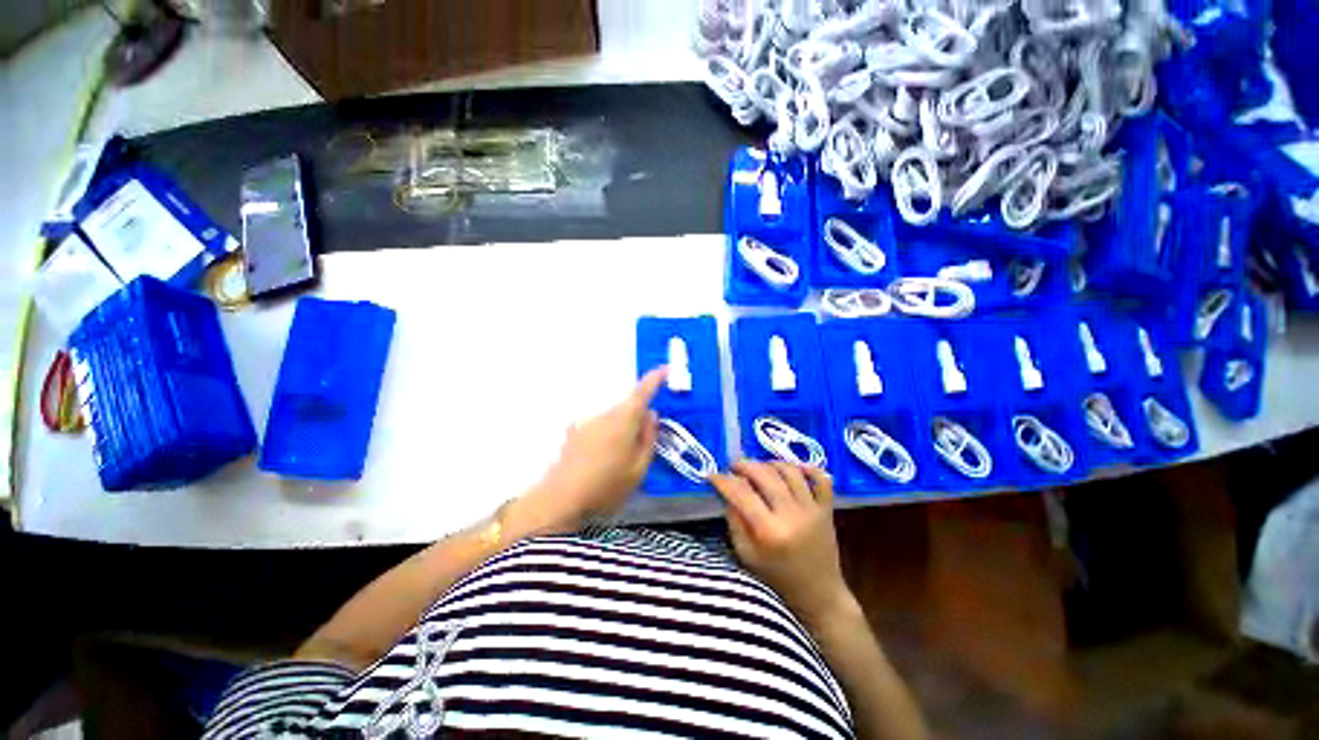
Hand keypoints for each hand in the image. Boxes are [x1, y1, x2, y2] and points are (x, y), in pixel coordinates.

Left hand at [513, 368, 666, 534]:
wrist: (560, 500)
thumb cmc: (606, 486)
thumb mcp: (639, 469)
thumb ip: (648, 438)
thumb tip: (651, 414)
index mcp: (624, 421)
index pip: (642, 392)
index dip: (654, 378)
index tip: (665, 369)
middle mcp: (605, 415)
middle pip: (627, 407)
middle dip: (638, 418)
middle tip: (642, 443)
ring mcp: (587, 422)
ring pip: (613, 418)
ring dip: (621, 429)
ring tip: (618, 460)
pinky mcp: (574, 432)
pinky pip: (599, 427)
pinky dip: (606, 436)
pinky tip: (600, 460)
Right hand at [713, 461, 851, 623]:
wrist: (818, 595)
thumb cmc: (776, 579)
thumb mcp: (746, 555)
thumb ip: (735, 522)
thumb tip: (728, 492)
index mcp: (768, 531)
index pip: (741, 493)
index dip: (723, 480)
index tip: (712, 476)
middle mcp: (791, 515)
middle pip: (764, 475)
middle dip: (744, 466)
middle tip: (734, 467)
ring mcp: (812, 510)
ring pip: (790, 471)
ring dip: (770, 463)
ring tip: (759, 468)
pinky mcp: (827, 509)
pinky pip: (821, 479)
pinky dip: (809, 468)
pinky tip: (794, 468)